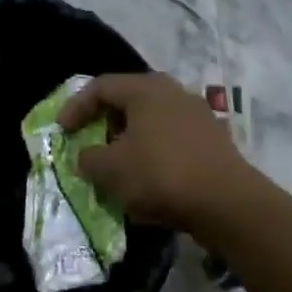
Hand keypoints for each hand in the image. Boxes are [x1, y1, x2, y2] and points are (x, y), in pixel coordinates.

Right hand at [58, 72, 259, 233]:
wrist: (228, 204)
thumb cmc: (160, 175)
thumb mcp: (109, 169)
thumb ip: (88, 158)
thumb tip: (87, 157)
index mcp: (146, 89)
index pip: (100, 87)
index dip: (76, 107)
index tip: (62, 131)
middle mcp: (174, 93)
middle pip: (128, 101)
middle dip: (104, 122)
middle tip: (88, 142)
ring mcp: (198, 116)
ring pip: (151, 121)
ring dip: (129, 140)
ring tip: (116, 165)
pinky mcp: (214, 141)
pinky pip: (172, 140)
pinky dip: (152, 153)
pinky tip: (147, 179)